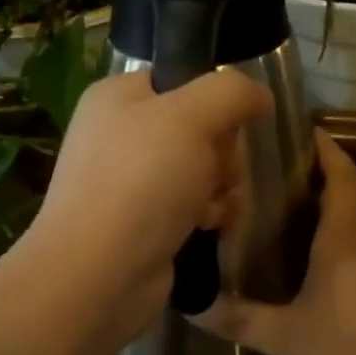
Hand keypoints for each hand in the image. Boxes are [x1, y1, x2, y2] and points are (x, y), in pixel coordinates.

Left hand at [23, 69, 272, 351]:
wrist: (98, 275)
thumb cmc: (140, 182)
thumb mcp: (190, 117)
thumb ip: (231, 92)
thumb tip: (257, 97)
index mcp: (119, 97)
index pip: (184, 80)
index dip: (213, 102)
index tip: (222, 127)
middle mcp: (122, 133)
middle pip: (202, 126)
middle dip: (221, 153)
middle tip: (211, 173)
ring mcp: (132, 180)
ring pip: (205, 168)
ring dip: (220, 187)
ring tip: (206, 208)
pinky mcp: (145, 221)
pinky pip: (195, 203)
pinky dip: (208, 214)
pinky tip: (205, 228)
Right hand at [204, 130, 355, 354]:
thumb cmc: (350, 351)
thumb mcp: (284, 338)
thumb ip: (239, 319)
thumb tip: (192, 306)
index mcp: (345, 241)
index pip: (343, 178)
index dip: (328, 151)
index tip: (308, 131)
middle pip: (351, 202)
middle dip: (323, 183)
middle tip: (281, 178)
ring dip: (331, 221)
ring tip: (289, 223)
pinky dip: (340, 255)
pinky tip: (315, 278)